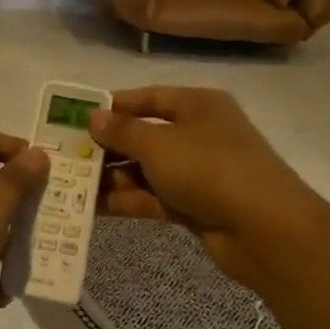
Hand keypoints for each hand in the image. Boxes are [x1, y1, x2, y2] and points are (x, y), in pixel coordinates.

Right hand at [86, 87, 320, 293]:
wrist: (266, 230)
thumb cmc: (210, 169)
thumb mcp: (159, 143)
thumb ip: (122, 131)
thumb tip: (93, 116)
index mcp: (196, 105)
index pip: (146, 98)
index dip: (111, 107)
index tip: (74, 118)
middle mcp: (197, 134)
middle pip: (143, 135)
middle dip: (105, 146)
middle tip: (64, 156)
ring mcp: (196, 172)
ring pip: (144, 169)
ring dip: (110, 177)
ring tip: (67, 184)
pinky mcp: (193, 205)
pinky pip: (151, 197)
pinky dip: (125, 200)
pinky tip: (90, 208)